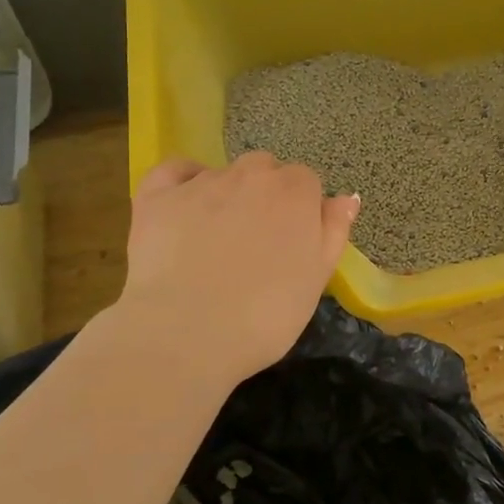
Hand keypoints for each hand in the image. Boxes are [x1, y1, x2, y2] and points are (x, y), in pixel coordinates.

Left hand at [119, 153, 360, 385]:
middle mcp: (251, 174)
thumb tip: (346, 198)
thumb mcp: (316, 280)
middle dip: (265, 196)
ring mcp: (202, 182)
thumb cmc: (265, 316)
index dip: (301, 212)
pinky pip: (174, 171)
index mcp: (296, 192)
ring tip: (215, 243)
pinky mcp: (158, 196)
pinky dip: (181, 182)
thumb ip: (333, 232)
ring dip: (226, 196)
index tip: (292, 245)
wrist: (187, 333)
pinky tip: (183, 208)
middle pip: (265, 170)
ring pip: (222, 174)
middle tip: (257, 244)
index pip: (306, 183)